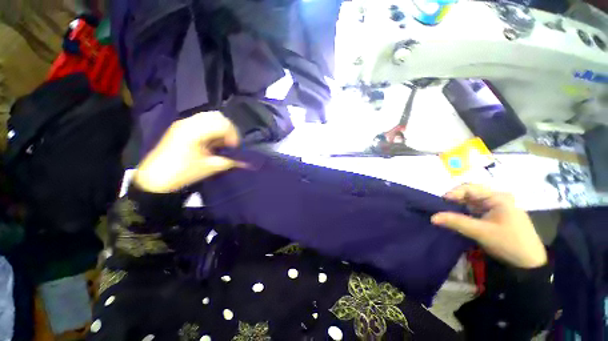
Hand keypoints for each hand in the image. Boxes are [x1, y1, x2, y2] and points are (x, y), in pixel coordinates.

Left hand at [134, 111, 239, 192]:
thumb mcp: (209, 168)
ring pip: (210, 117)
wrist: (154, 179)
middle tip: (230, 144)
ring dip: (220, 128)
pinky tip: (211, 142)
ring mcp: (183, 123)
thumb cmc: (182, 173)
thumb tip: (245, 162)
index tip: (234, 148)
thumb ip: (229, 162)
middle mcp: (189, 122)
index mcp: (195, 132)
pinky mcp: (181, 127)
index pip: (222, 124)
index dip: (233, 135)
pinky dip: (212, 129)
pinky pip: (202, 121)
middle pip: (217, 116)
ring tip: (221, 143)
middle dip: (228, 129)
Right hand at [431, 184, 546, 268]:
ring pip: (472, 202)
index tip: (441, 202)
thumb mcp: (481, 232)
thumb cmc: (509, 242)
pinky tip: (459, 218)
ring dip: (459, 206)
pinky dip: (465, 212)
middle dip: (455, 199)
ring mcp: (497, 207)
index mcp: (498, 197)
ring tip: (447, 212)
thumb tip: (432, 217)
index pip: (470, 188)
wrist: (529, 263)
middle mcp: (497, 198)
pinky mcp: (495, 216)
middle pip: (470, 193)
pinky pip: (476, 209)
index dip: (453, 193)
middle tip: (442, 207)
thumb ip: (456, 222)